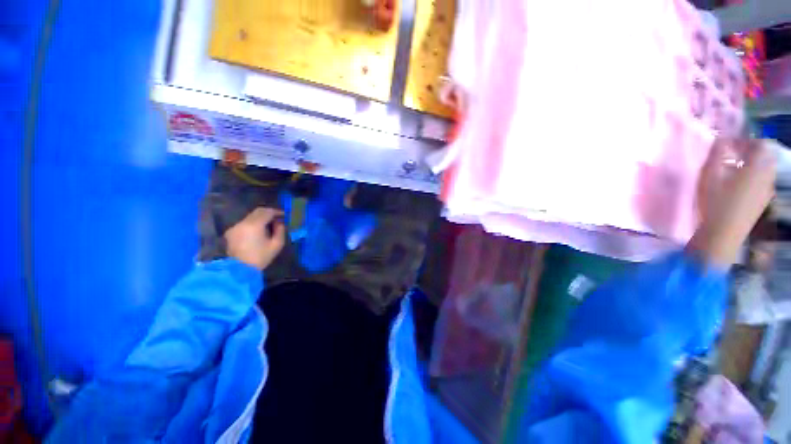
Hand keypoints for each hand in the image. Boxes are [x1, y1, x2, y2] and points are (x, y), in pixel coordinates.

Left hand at [224, 207, 285, 270]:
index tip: (284, 216)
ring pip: (250, 217)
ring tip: (268, 225)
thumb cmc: (260, 257)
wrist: (239, 270)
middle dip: (268, 213)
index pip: (267, 212)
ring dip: (260, 218)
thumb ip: (280, 230)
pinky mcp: (230, 232)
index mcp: (255, 225)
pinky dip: (253, 223)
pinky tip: (257, 231)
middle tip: (277, 219)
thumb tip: (279, 223)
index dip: (277, 212)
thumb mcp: (277, 245)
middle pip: (258, 211)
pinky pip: (244, 223)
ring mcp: (235, 227)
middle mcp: (243, 222)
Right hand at [691, 138, 775, 266]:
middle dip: (751, 152)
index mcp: (758, 165)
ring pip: (765, 169)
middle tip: (733, 155)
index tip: (729, 144)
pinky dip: (754, 177)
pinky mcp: (764, 201)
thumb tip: (721, 138)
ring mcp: (767, 190)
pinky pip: (763, 181)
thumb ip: (717, 153)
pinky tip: (739, 185)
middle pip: (766, 156)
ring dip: (753, 165)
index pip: (761, 143)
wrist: (723, 234)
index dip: (746, 140)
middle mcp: (768, 175)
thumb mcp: (709, 174)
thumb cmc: (715, 202)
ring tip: (734, 170)